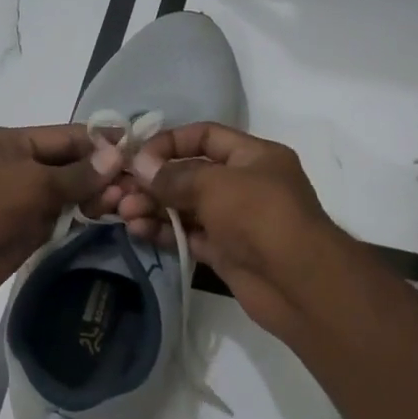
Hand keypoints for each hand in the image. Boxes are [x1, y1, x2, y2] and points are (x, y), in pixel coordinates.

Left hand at [0, 124, 123, 312]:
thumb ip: (77, 173)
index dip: (100, 142)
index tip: (136, 148)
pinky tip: (107, 216)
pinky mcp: (24, 232)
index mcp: (9, 142)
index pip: (64, 136)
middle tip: (136, 183)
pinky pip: (59, 219)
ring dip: (94, 196)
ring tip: (126, 202)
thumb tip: (116, 158)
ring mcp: (19, 201)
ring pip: (66, 194)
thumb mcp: (34, 180)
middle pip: (67, 165)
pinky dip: (81, 217)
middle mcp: (15, 167)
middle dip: (101, 173)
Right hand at [115, 123, 343, 341]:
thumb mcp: (215, 184)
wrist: (297, 282)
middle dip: (155, 180)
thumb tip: (141, 167)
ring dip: (154, 207)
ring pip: (186, 207)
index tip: (137, 156)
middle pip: (191, 174)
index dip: (170, 142)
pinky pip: (188, 235)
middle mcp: (245, 184)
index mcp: (253, 156)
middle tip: (120, 190)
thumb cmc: (259, 216)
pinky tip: (137, 230)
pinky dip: (163, 231)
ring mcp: (235, 221)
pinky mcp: (225, 252)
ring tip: (124, 213)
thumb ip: (175, 175)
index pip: (206, 136)